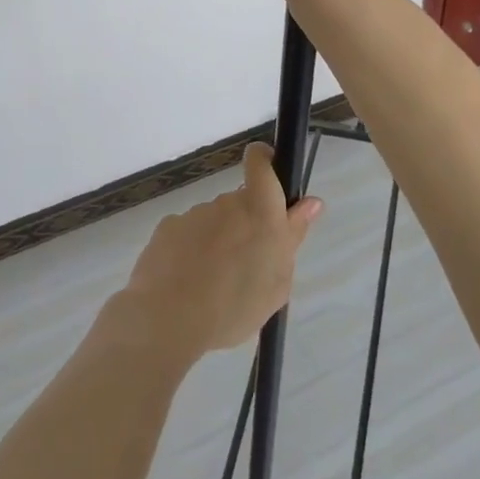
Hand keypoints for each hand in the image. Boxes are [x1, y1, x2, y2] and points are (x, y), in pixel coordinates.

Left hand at [116, 143, 322, 360]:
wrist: (168, 318)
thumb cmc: (234, 307)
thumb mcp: (277, 283)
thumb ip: (293, 237)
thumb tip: (311, 203)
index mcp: (261, 213)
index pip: (261, 163)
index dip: (264, 160)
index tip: (268, 174)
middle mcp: (227, 203)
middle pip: (240, 202)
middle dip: (245, 225)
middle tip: (244, 265)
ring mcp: (195, 213)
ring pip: (214, 220)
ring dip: (217, 240)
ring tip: (212, 282)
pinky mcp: (168, 226)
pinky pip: (188, 233)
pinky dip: (191, 250)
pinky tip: (187, 279)